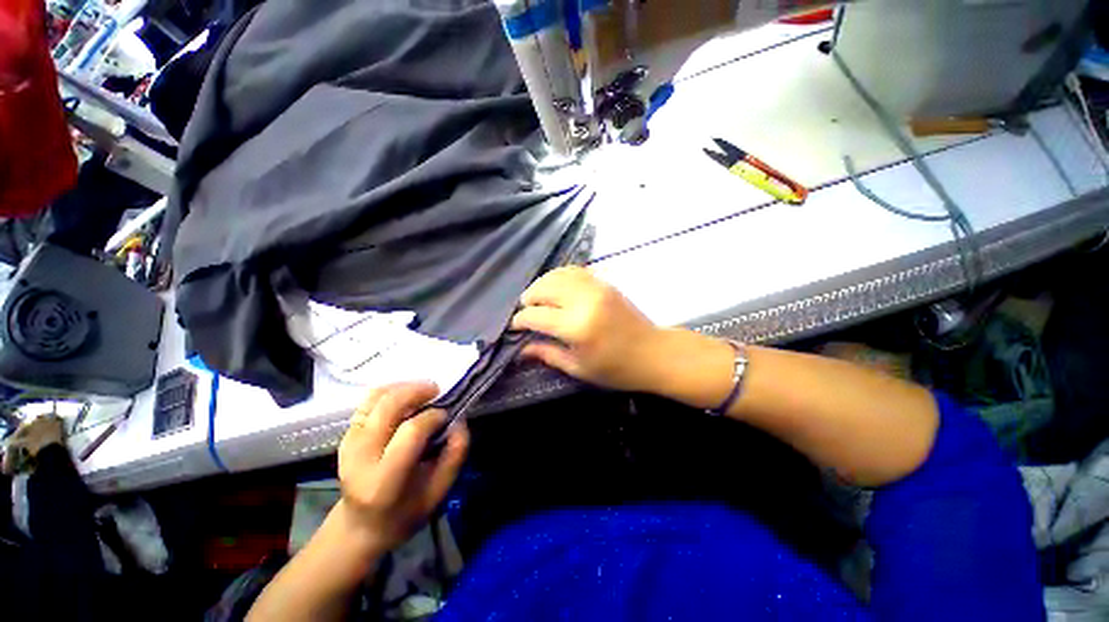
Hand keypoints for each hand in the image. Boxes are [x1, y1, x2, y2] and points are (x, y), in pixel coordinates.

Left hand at [336, 382, 468, 554]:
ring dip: (403, 387)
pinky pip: (368, 401)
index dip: (433, 417)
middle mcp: (361, 457)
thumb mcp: (439, 493)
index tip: (446, 416)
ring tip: (423, 391)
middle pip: (389, 407)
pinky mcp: (346, 435)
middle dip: (417, 391)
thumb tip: (459, 421)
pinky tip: (406, 396)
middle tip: (437, 390)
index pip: (411, 432)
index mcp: (384, 481)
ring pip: (376, 397)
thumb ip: (454, 456)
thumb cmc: (405, 513)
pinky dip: (390, 391)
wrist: (360, 527)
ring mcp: (349, 443)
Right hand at [511, 266, 664, 391]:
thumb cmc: (617, 369)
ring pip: (558, 275)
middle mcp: (584, 301)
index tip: (515, 325)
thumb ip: (548, 354)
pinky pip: (575, 271)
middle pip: (544, 288)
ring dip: (542, 284)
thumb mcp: (579, 368)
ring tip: (537, 297)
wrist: (654, 353)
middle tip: (525, 310)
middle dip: (529, 297)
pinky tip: (556, 287)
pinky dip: (560, 276)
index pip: (536, 315)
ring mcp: (596, 287)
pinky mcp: (604, 283)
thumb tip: (521, 349)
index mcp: (576, 327)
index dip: (520, 320)